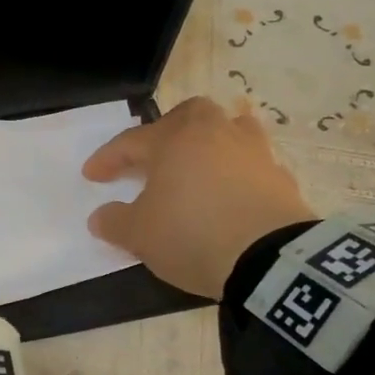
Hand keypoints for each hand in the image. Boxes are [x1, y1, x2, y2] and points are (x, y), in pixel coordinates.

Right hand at [83, 97, 312, 298]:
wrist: (271, 260)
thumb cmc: (192, 234)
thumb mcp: (139, 235)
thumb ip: (114, 222)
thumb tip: (100, 217)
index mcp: (176, 140)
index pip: (132, 141)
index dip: (108, 158)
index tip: (92, 175)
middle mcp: (216, 134)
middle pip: (190, 114)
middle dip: (168, 130)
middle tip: (154, 155)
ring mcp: (254, 153)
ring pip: (230, 130)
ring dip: (210, 144)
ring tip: (198, 166)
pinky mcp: (282, 179)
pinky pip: (252, 166)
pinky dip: (237, 174)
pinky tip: (230, 196)